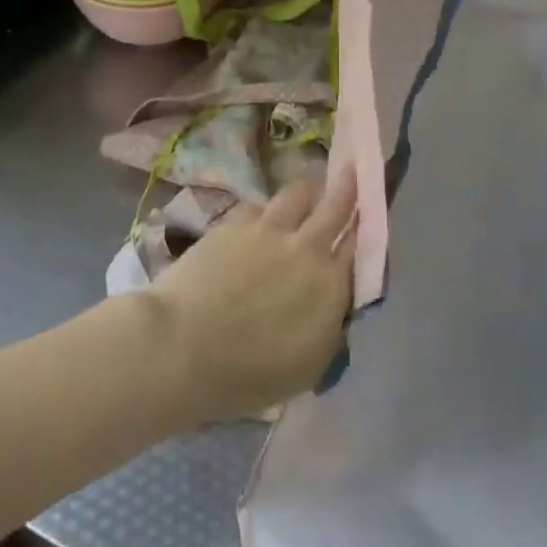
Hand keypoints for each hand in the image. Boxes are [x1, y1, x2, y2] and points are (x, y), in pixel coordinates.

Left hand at [148, 175, 355, 422]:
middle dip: (348, 188)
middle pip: (336, 206)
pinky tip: (257, 220)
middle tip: (351, 172)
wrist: (181, 347)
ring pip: (298, 193)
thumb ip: (328, 327)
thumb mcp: (307, 368)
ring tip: (305, 193)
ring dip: (306, 193)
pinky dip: (264, 211)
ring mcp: (269, 229)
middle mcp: (307, 247)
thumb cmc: (246, 374)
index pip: (358, 247)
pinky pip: (258, 206)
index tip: (365, 219)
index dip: (363, 230)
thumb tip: (333, 305)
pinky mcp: (234, 222)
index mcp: (331, 285)